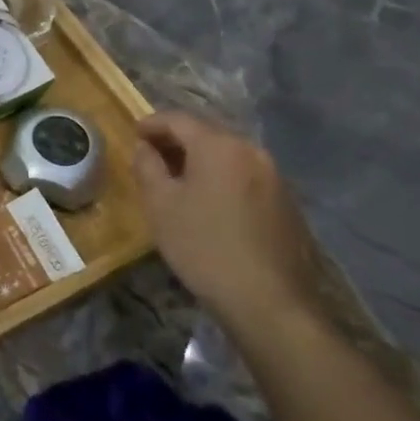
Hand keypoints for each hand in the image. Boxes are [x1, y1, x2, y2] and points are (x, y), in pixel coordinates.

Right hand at [133, 111, 322, 338]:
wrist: (268, 301)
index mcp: (219, 146)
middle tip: (151, 154)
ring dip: (200, 160)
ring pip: (228, 155)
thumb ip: (148, 167)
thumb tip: (145, 147)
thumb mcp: (160, 205)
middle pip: (207, 133)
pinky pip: (244, 176)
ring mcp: (274, 177)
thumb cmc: (203, 246)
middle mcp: (251, 151)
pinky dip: (221, 178)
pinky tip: (208, 201)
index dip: (152, 123)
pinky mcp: (286, 202)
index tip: (133, 133)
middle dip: (176, 140)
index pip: (179, 119)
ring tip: (177, 179)